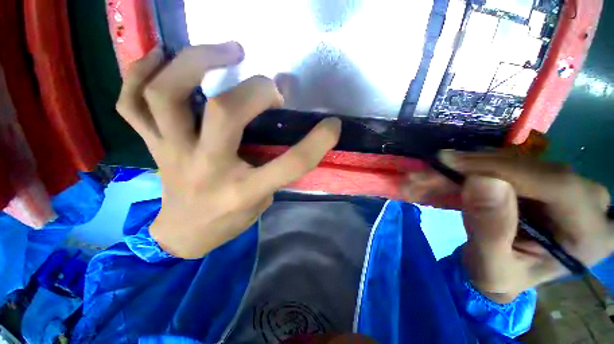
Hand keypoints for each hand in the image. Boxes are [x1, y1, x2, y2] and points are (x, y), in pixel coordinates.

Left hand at [116, 43, 340, 258]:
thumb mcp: (262, 200)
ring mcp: (172, 153)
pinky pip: (130, 101)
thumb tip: (282, 129)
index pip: (290, 164)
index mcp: (244, 191)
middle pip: (224, 113)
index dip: (318, 142)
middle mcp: (207, 168)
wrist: (184, 234)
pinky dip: (140, 72)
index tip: (332, 125)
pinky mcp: (151, 146)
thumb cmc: (229, 221)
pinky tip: (162, 58)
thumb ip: (274, 167)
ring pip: (166, 95)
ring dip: (195, 62)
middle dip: (256, 90)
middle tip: (270, 85)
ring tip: (225, 51)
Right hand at [401, 150, 612, 302]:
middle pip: (533, 167)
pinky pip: (506, 164)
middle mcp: (588, 201)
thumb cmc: (501, 278)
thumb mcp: (492, 268)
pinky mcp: (542, 178)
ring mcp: (566, 185)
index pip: (556, 185)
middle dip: (475, 167)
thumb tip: (481, 181)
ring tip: (433, 172)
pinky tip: (450, 171)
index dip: (502, 169)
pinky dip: (473, 167)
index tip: (449, 163)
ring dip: (469, 166)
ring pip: (516, 161)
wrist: (504, 271)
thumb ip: (490, 231)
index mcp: (590, 233)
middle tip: (433, 168)